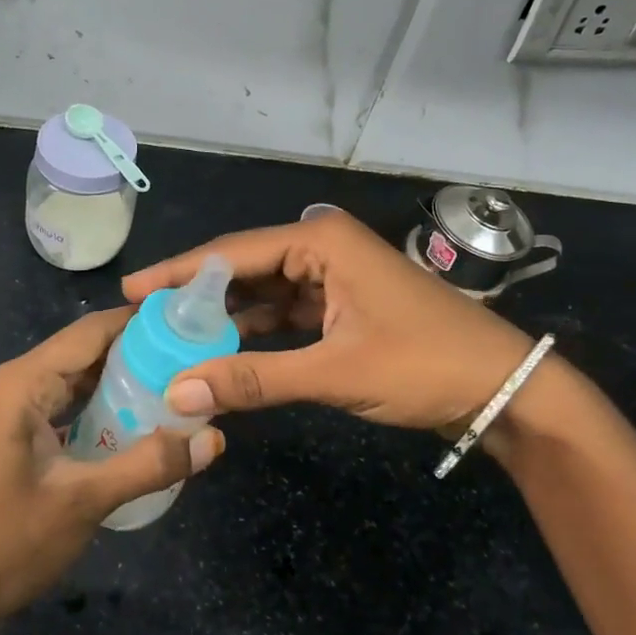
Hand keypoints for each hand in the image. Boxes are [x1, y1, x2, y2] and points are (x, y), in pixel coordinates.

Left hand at [0, 307, 225, 624]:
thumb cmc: (7, 541)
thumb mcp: (83, 501)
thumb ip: (149, 464)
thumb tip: (213, 438)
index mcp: (21, 383)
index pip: (89, 332)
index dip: (137, 322)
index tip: (185, 321)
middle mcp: (11, 383)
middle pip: (81, 351)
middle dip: (133, 351)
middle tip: (189, 355)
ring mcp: (5, 409)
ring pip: (70, 379)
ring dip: (115, 379)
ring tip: (172, 381)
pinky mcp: (7, 434)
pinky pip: (58, 404)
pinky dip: (93, 405)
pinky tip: (130, 418)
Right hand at [122, 212, 537, 430]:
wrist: (504, 388)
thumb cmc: (423, 365)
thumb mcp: (334, 372)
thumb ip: (253, 379)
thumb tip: (177, 394)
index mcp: (319, 240)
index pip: (232, 252)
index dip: (178, 273)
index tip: (131, 291)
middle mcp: (322, 245)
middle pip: (244, 268)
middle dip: (198, 296)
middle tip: (145, 320)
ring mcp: (334, 275)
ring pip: (264, 292)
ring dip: (226, 317)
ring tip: (174, 338)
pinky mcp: (343, 303)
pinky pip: (286, 312)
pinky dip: (258, 332)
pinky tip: (224, 351)